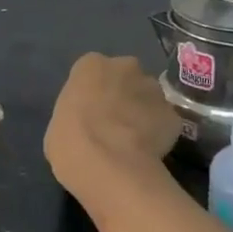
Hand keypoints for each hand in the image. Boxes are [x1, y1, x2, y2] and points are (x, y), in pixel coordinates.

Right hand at [44, 54, 181, 193]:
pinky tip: (149, 152)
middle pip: (125, 77)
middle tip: (113, 123)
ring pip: (149, 97)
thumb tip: (88, 123)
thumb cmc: (71, 143)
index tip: (90, 112)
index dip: (93, 92)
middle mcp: (125, 67)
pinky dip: (159, 133)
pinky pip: (164, 121)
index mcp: (91, 65)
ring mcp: (153, 89)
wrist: (110, 166)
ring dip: (143, 112)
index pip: (92, 71)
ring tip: (134, 140)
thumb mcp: (58, 125)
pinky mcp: (173, 115)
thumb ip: (76, 114)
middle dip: (122, 94)